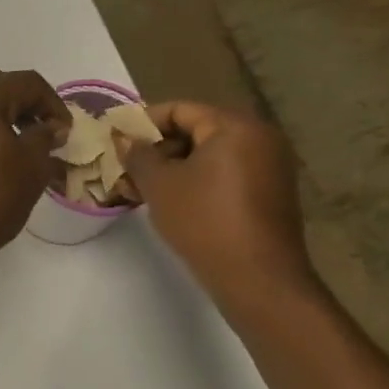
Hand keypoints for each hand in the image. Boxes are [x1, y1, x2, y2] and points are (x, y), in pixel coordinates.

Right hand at [118, 103, 318, 314]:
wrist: (258, 279)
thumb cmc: (204, 221)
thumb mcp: (159, 185)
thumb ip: (138, 155)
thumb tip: (125, 139)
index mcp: (235, 127)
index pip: (181, 110)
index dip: (144, 122)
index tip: (118, 140)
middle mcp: (260, 138)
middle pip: (197, 130)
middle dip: (159, 148)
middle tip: (128, 167)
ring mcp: (270, 167)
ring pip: (211, 155)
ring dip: (175, 167)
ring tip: (143, 188)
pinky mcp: (271, 194)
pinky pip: (227, 174)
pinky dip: (198, 181)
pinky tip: (172, 202)